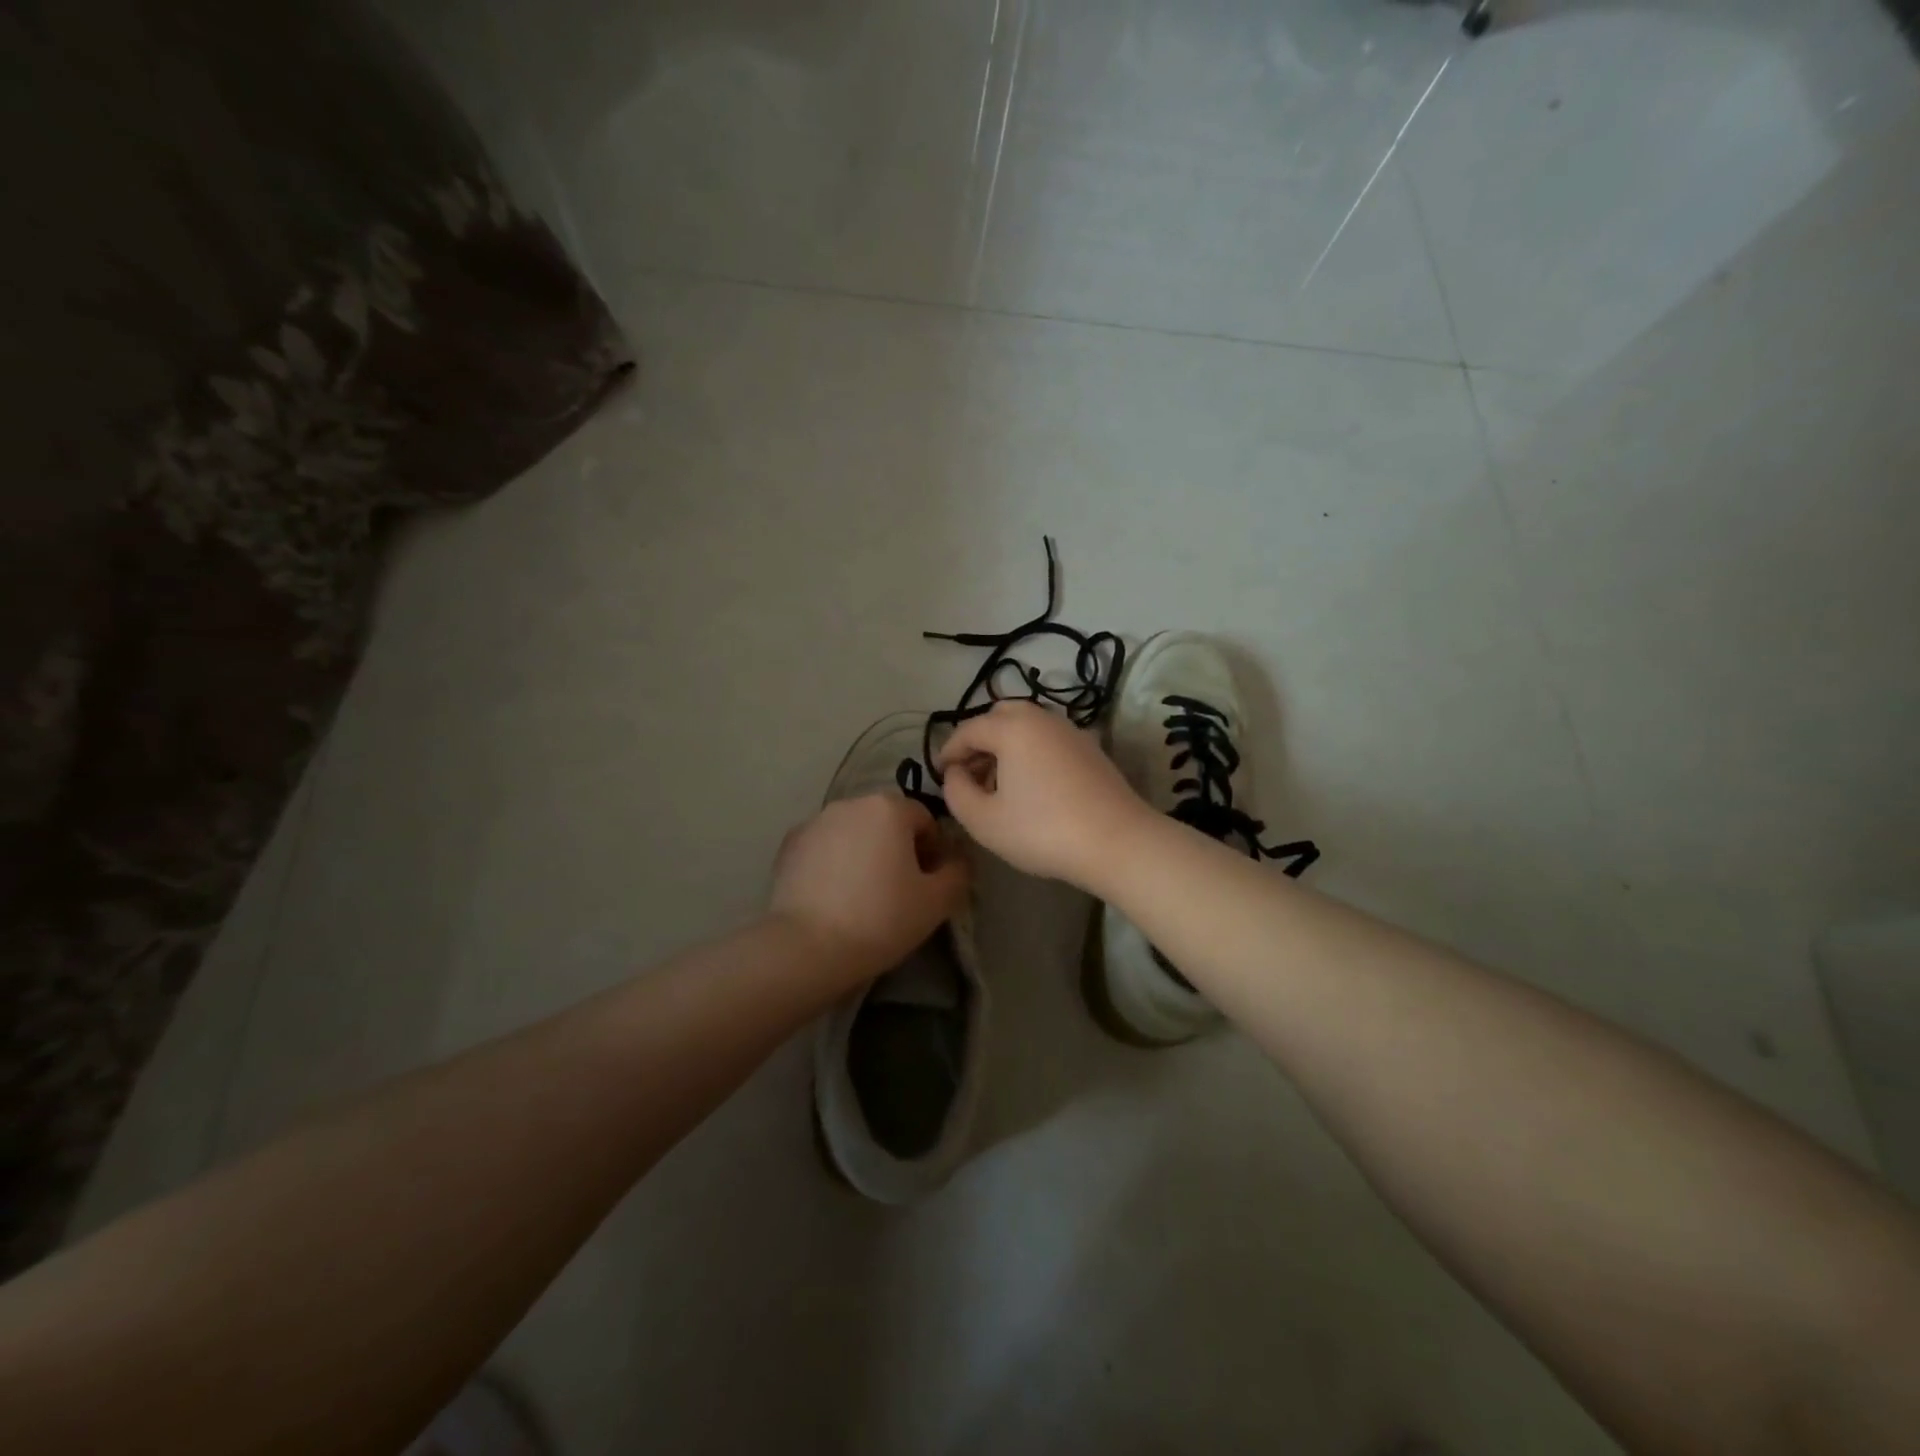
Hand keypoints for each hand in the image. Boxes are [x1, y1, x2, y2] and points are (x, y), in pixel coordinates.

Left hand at [769, 794, 969, 984]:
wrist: (807, 947)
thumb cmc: (880, 918)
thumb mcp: (937, 902)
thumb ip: (958, 872)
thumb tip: (957, 859)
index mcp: (888, 808)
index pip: (924, 819)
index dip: (934, 850)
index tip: (929, 882)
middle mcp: (850, 803)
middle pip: (887, 820)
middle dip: (898, 847)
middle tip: (901, 890)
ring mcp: (815, 822)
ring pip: (854, 832)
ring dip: (865, 852)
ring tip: (864, 894)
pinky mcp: (789, 845)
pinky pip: (825, 846)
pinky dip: (834, 862)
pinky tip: (834, 896)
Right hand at [935, 700, 1152, 888]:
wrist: (1117, 841)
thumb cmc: (1042, 831)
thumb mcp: (984, 821)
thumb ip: (956, 792)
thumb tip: (956, 773)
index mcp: (1012, 727)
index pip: (968, 729)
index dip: (949, 750)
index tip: (940, 774)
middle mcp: (1042, 718)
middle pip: (1000, 716)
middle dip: (979, 740)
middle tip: (969, 773)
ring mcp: (1071, 731)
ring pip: (1027, 726)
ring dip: (1006, 746)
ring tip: (998, 783)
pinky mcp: (1091, 749)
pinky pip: (1049, 739)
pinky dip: (1031, 752)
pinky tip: (1032, 786)